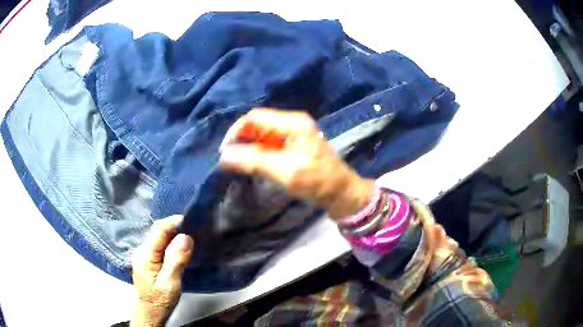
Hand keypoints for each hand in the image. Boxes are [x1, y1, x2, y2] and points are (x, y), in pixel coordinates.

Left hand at [130, 215, 193, 326]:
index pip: (158, 230)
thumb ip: (176, 260)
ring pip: (158, 238)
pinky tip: (179, 248)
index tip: (189, 219)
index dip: (172, 222)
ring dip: (173, 235)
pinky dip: (170, 243)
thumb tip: (185, 237)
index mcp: (145, 255)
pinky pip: (159, 245)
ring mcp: (143, 254)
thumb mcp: (170, 283)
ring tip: (189, 237)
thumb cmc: (160, 299)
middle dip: (174, 228)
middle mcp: (141, 250)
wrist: (150, 311)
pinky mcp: (147, 258)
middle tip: (193, 229)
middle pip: (157, 232)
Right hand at [220, 108, 374, 220]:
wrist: (341, 193)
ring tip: (236, 166)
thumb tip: (224, 156)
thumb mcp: (286, 171)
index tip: (225, 152)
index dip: (237, 131)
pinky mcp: (292, 147)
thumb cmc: (317, 181)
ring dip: (247, 149)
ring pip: (261, 136)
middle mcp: (291, 124)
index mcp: (293, 123)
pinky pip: (268, 146)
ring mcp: (292, 135)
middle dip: (241, 141)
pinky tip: (250, 166)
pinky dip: (256, 155)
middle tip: (229, 162)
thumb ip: (254, 161)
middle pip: (257, 125)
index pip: (255, 117)